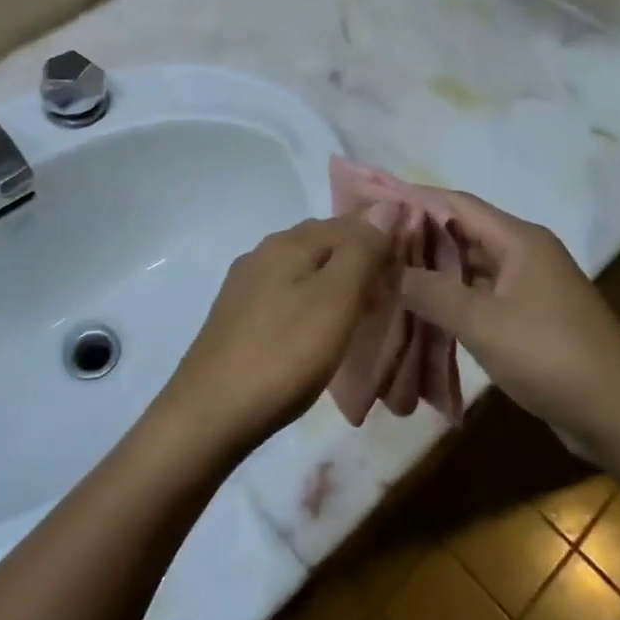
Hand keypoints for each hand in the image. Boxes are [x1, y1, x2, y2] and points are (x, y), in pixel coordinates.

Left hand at [158, 216, 394, 457]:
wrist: (210, 413)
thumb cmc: (283, 354)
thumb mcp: (335, 300)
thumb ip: (362, 251)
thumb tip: (386, 205)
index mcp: (287, 242)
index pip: (347, 223)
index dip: (382, 240)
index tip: (409, 270)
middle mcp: (262, 253)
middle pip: (323, 244)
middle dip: (359, 261)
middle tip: (390, 295)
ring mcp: (245, 286)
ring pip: (304, 271)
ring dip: (335, 284)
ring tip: (361, 315)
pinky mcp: (237, 317)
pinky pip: (286, 296)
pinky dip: (312, 304)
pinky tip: (319, 332)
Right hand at [398, 190, 619, 451]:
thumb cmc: (551, 357)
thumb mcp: (483, 323)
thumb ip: (432, 292)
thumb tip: (391, 270)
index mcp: (519, 240)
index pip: (457, 204)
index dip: (415, 199)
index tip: (374, 202)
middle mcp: (525, 254)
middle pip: (463, 233)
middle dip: (419, 237)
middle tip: (373, 243)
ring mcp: (531, 287)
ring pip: (472, 267)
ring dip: (434, 271)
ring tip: (387, 275)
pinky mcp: (532, 317)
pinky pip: (483, 296)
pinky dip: (453, 299)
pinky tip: (422, 312)